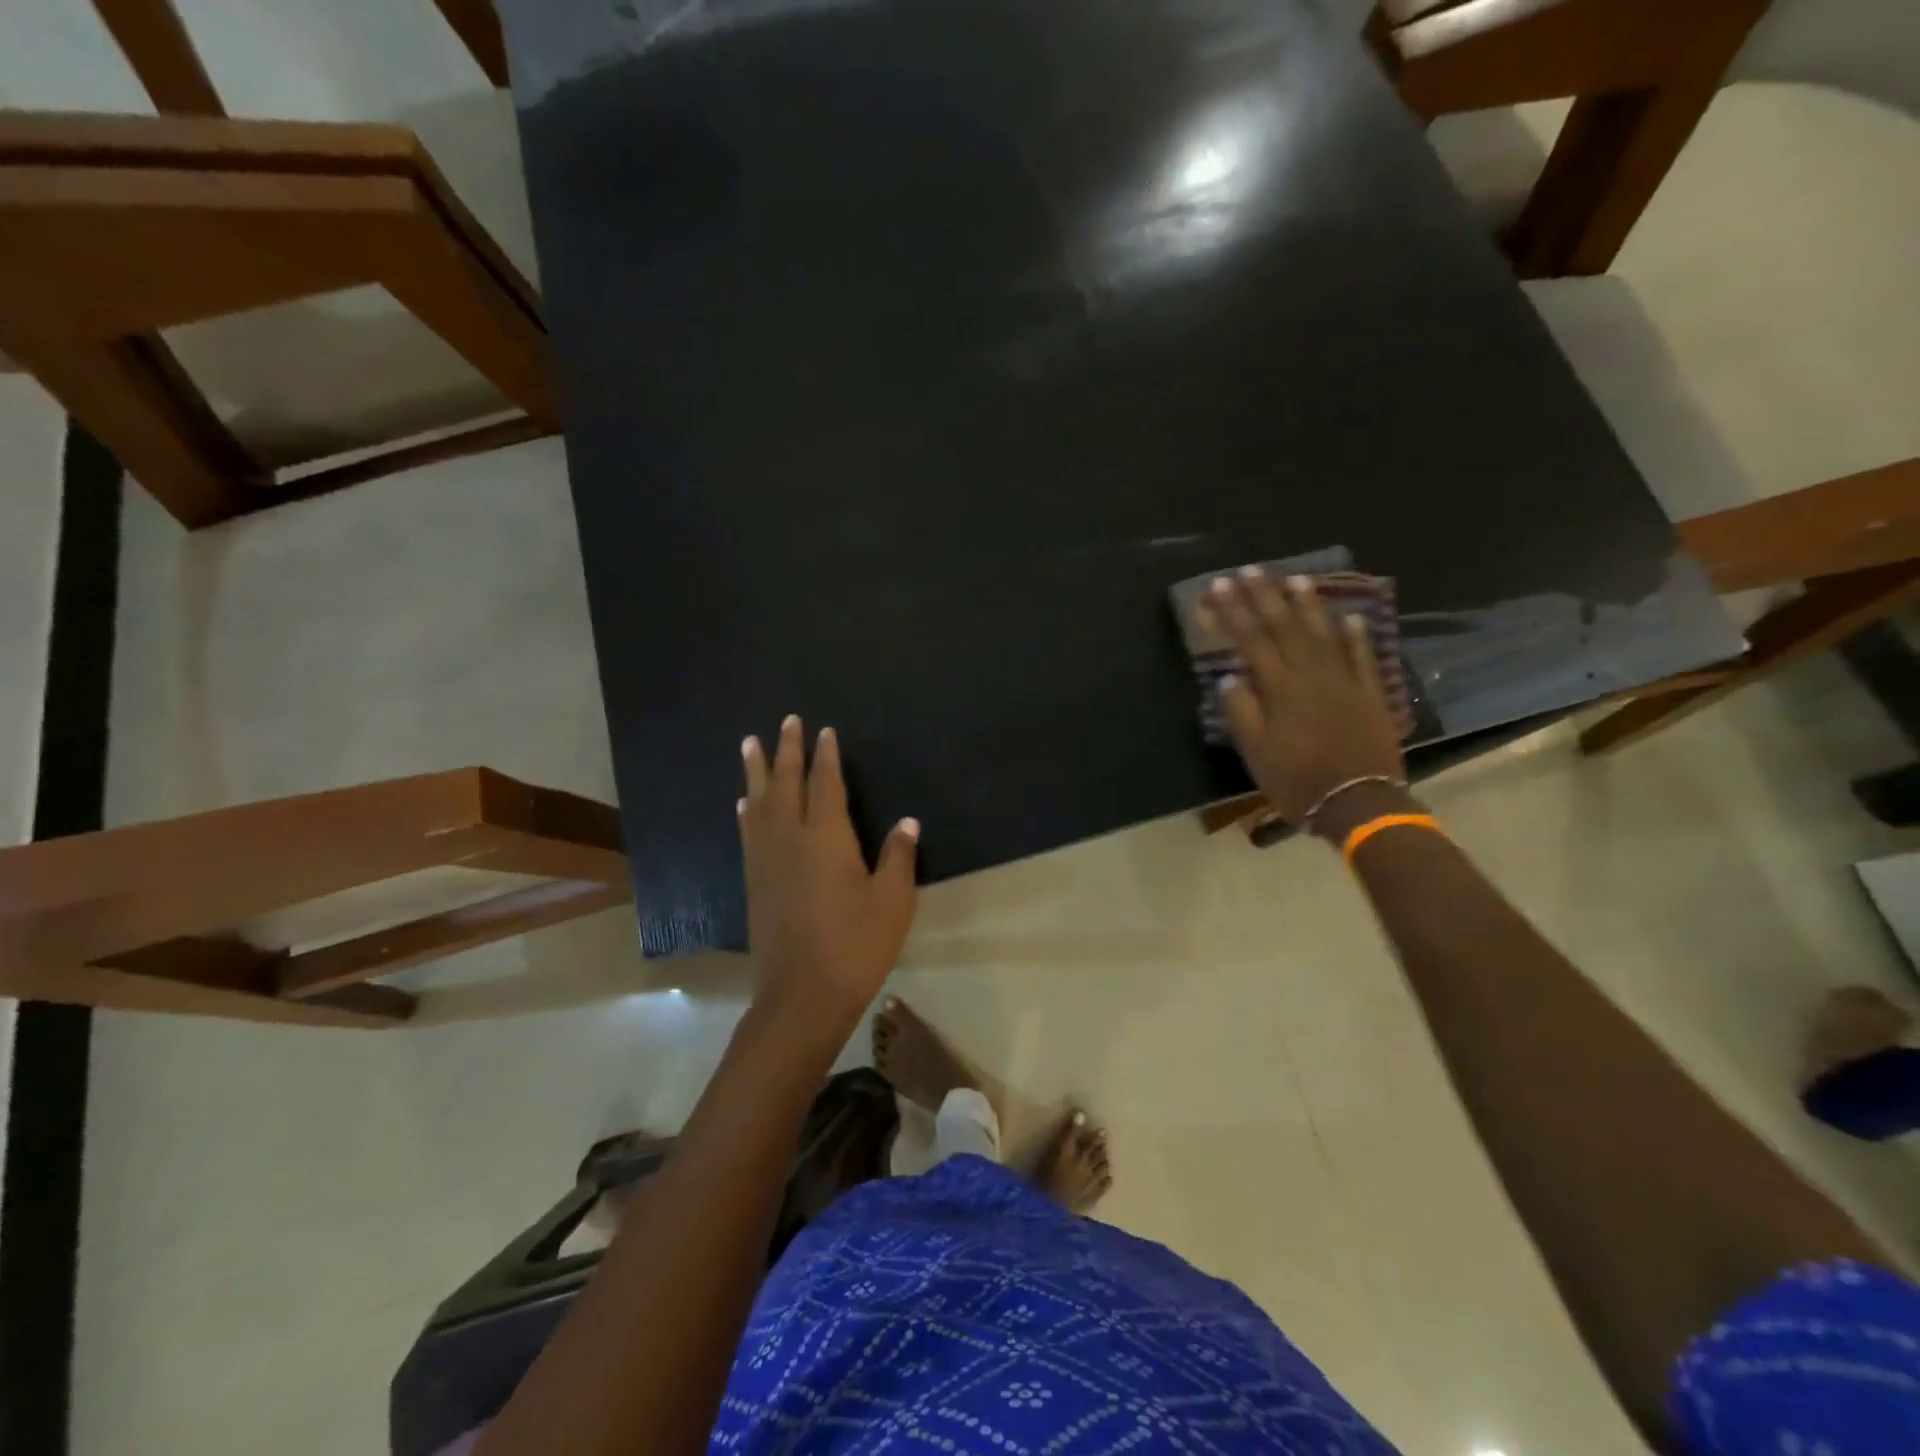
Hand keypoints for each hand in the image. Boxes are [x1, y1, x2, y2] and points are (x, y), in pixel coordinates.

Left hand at [739, 715, 918, 1031]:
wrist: (801, 996)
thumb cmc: (855, 946)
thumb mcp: (891, 902)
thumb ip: (898, 857)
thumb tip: (907, 822)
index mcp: (827, 838)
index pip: (826, 785)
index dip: (826, 757)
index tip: (824, 731)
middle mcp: (791, 839)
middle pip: (786, 784)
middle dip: (787, 750)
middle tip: (786, 721)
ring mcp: (767, 860)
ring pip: (759, 803)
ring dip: (756, 771)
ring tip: (749, 744)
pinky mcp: (754, 882)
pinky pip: (748, 833)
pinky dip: (747, 812)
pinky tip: (744, 804)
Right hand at [1193, 569, 1404, 835]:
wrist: (1359, 802)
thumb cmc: (1297, 781)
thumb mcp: (1256, 754)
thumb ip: (1242, 712)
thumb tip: (1230, 677)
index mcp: (1280, 688)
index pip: (1251, 640)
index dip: (1233, 611)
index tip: (1218, 586)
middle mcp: (1312, 674)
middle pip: (1286, 627)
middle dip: (1265, 596)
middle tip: (1250, 569)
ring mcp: (1345, 681)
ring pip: (1324, 633)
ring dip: (1308, 604)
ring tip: (1295, 578)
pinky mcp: (1370, 693)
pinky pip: (1363, 656)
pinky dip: (1355, 634)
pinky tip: (1350, 616)